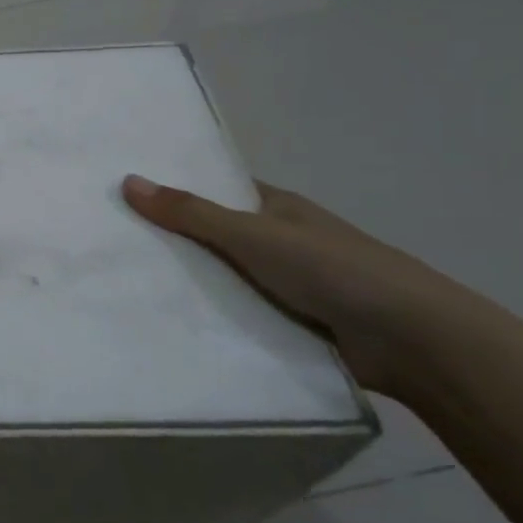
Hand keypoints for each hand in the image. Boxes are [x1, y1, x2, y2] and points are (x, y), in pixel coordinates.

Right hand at [120, 174, 464, 397]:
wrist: (413, 341)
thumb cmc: (334, 269)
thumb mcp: (253, 234)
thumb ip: (191, 213)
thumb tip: (128, 181)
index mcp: (277, 209)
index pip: (217, 191)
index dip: (175, 189)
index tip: (124, 194)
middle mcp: (280, 242)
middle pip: (213, 236)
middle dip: (171, 240)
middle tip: (110, 242)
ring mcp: (286, 284)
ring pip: (222, 278)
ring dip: (188, 283)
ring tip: (123, 285)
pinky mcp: (288, 324)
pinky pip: (235, 315)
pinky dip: (209, 317)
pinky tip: (165, 322)